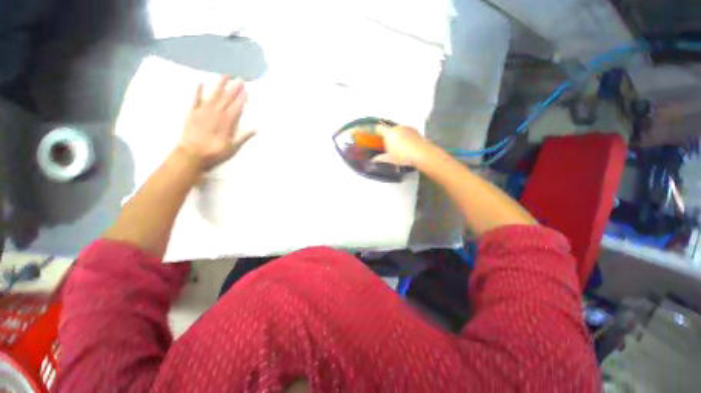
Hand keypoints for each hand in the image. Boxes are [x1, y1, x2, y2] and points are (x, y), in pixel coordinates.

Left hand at [177, 75, 255, 170]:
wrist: (191, 154)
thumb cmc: (215, 152)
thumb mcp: (233, 147)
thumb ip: (244, 137)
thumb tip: (256, 129)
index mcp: (227, 122)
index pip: (237, 107)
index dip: (242, 98)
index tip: (247, 89)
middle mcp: (216, 114)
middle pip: (227, 99)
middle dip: (234, 89)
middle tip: (240, 79)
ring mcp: (203, 112)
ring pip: (213, 95)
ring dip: (220, 85)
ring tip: (225, 75)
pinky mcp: (192, 113)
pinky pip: (196, 99)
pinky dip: (198, 91)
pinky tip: (201, 82)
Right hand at [375, 124, 431, 166]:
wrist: (421, 153)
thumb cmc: (402, 156)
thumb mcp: (389, 159)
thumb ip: (380, 158)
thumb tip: (373, 160)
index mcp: (389, 133)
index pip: (379, 128)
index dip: (375, 130)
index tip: (374, 134)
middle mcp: (397, 127)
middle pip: (390, 129)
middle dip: (388, 135)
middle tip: (388, 144)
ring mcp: (407, 128)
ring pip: (399, 130)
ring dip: (397, 135)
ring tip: (399, 146)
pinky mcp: (415, 130)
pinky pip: (407, 132)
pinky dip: (405, 136)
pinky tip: (407, 145)